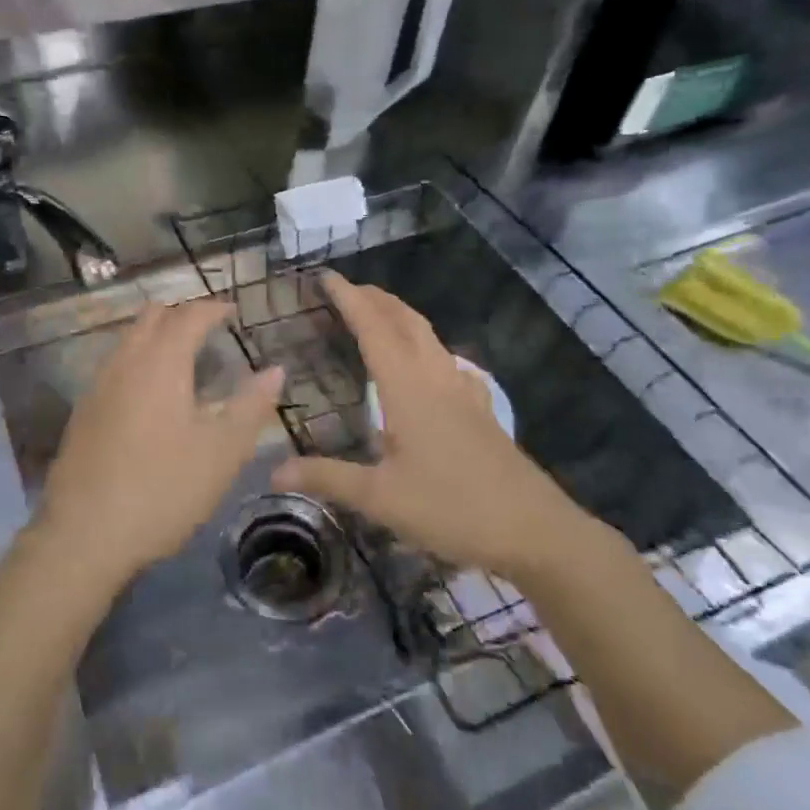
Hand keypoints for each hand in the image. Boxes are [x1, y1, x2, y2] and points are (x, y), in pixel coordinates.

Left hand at [35, 299, 284, 591]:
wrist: (84, 534)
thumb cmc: (163, 489)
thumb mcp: (222, 452)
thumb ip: (251, 405)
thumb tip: (276, 370)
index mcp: (161, 362)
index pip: (189, 316)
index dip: (212, 308)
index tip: (232, 311)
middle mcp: (125, 361)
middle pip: (152, 317)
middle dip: (181, 314)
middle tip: (209, 329)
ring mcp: (98, 385)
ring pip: (128, 339)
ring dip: (156, 335)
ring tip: (183, 358)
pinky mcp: (83, 410)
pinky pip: (115, 365)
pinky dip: (138, 360)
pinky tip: (150, 394)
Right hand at [272, 270, 601, 581]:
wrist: (536, 532)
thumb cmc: (454, 509)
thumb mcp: (381, 499)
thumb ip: (327, 478)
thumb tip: (273, 471)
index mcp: (407, 389)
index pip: (373, 329)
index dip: (349, 299)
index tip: (326, 276)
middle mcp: (436, 379)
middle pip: (405, 322)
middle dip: (376, 298)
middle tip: (347, 288)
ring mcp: (464, 392)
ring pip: (429, 337)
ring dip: (400, 316)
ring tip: (378, 313)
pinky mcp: (480, 411)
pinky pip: (448, 361)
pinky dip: (427, 345)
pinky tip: (430, 364)